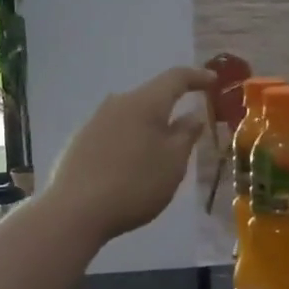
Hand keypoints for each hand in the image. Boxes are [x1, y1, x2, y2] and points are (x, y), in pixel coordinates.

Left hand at [44, 66, 216, 244]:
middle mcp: (118, 103)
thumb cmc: (135, 183)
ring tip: (161, 152)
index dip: (197, 77)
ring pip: (132, 115)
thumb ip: (186, 134)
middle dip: (172, 107)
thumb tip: (193, 114)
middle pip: (151, 97)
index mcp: (145, 102)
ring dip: (150, 127)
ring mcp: (95, 121)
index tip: (214, 80)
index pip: (175, 78)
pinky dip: (131, 141)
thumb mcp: (173, 162)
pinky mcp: (80, 141)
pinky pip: (115, 132)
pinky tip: (132, 165)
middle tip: (190, 127)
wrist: (75, 211)